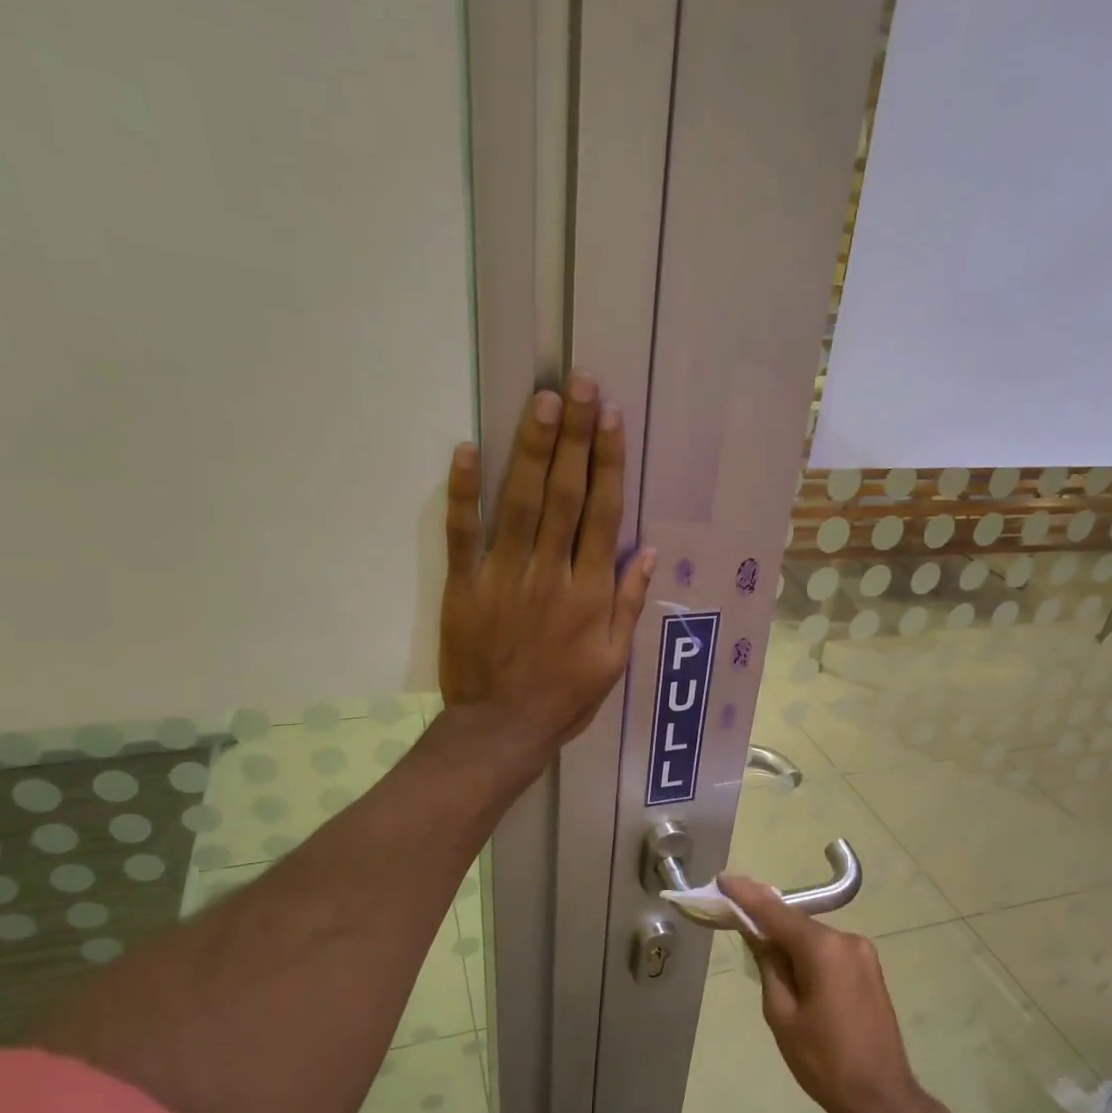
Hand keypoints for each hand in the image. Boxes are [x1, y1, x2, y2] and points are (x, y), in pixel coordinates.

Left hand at [440, 371, 655, 758]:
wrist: (500, 729)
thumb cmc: (564, 698)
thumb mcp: (613, 662)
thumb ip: (628, 605)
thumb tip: (648, 552)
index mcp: (590, 593)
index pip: (604, 515)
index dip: (609, 464)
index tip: (612, 419)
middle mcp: (551, 573)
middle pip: (566, 495)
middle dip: (576, 437)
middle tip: (580, 383)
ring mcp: (504, 576)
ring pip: (521, 503)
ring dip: (533, 449)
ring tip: (544, 401)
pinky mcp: (464, 585)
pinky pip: (462, 533)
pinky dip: (464, 492)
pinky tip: (468, 449)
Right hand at [721, 875, 922, 1112]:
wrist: (881, 1098)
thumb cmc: (824, 1061)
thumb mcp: (782, 1014)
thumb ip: (769, 965)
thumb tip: (758, 935)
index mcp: (824, 948)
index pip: (775, 913)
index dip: (746, 895)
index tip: (723, 879)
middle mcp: (847, 940)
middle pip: (796, 924)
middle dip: (766, 922)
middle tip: (734, 920)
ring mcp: (863, 953)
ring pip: (812, 938)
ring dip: (787, 942)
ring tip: (762, 958)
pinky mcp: (869, 969)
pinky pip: (828, 952)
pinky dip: (807, 954)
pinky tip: (792, 970)